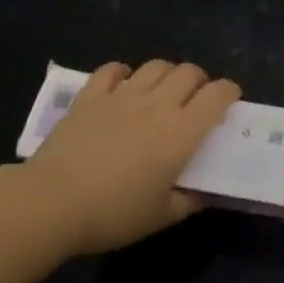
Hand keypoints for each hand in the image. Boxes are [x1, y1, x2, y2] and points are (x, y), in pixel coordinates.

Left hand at [21, 60, 239, 255]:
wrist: (52, 202)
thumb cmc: (113, 214)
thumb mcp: (160, 217)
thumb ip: (189, 200)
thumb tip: (205, 192)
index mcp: (180, 132)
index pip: (217, 95)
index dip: (229, 92)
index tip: (230, 101)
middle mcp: (157, 104)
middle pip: (189, 72)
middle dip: (200, 81)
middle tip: (195, 100)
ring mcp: (122, 95)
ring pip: (156, 65)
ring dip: (167, 73)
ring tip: (162, 91)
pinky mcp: (92, 95)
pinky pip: (113, 69)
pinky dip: (124, 73)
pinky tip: (123, 85)